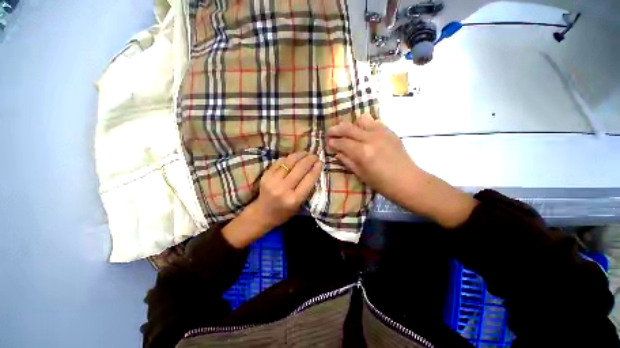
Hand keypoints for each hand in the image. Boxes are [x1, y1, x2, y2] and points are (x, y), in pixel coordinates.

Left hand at [223, 152, 322, 247]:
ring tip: (306, 153)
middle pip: (300, 168)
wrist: (262, 214)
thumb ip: (307, 189)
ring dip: (300, 155)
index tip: (321, 162)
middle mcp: (283, 189)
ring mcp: (273, 180)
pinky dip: (289, 158)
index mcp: (294, 199)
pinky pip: (280, 162)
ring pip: (289, 162)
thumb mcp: (299, 205)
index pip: (309, 179)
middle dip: (310, 159)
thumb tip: (314, 170)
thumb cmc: (284, 213)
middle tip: (315, 156)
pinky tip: (294, 157)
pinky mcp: (266, 175)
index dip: (316, 168)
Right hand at [327, 115, 476, 227]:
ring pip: (361, 120)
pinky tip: (363, 134)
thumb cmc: (382, 183)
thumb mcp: (361, 174)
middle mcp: (371, 138)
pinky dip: (365, 126)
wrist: (408, 181)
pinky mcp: (390, 131)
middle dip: (336, 129)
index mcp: (363, 152)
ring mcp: (382, 132)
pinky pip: (374, 122)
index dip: (332, 142)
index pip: (342, 142)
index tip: (327, 142)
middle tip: (330, 133)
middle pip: (348, 127)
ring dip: (352, 125)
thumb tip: (336, 152)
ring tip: (348, 133)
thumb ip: (347, 160)